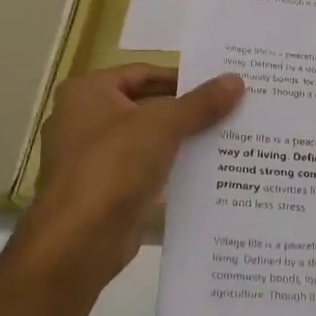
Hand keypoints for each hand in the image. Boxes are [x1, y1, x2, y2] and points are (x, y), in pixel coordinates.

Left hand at [9, 65, 243, 294]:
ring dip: (182, 141)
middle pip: (146, 106)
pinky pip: (145, 172)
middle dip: (187, 111)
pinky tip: (207, 173)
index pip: (143, 73)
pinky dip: (171, 170)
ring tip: (227, 138)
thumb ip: (200, 103)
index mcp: (87, 93)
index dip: (182, 77)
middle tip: (230, 109)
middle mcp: (83, 120)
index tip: (219, 85)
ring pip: (147, 141)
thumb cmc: (113, 167)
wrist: (79, 242)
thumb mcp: (163, 126)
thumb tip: (237, 79)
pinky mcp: (105, 192)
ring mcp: (92, 159)